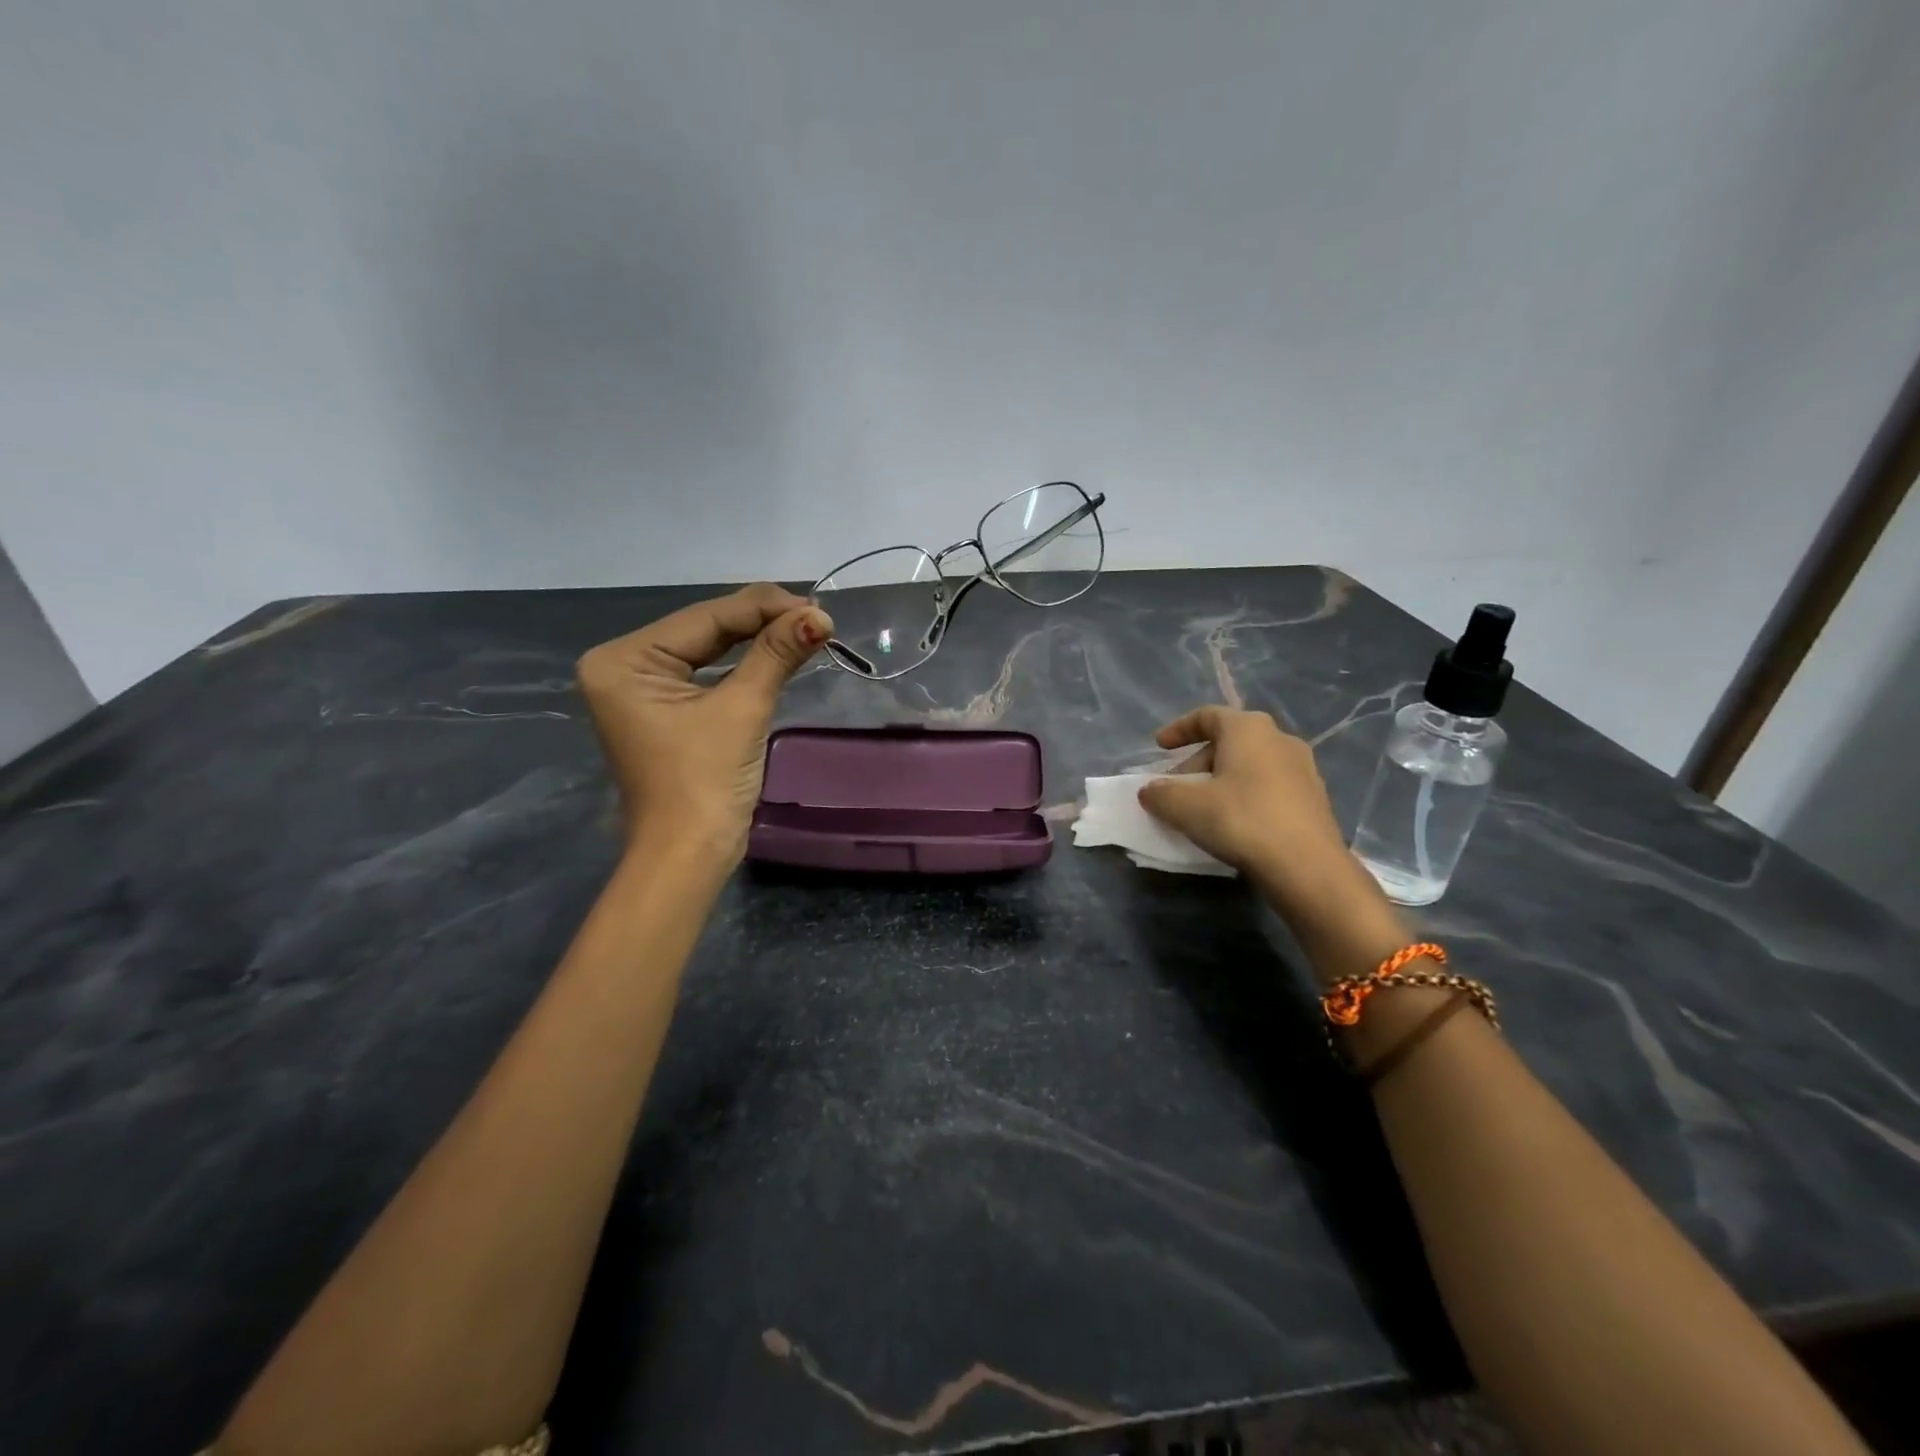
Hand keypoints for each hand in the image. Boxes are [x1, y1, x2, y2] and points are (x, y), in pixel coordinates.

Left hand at [577, 584, 831, 862]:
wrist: (688, 856)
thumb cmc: (705, 782)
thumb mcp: (742, 709)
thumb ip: (776, 654)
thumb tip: (820, 616)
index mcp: (624, 660)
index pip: (705, 618)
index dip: (764, 608)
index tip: (816, 606)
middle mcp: (623, 665)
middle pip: (705, 630)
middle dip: (762, 622)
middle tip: (817, 616)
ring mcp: (641, 688)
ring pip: (709, 649)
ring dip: (758, 640)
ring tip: (807, 628)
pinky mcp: (662, 708)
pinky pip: (707, 673)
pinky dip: (744, 665)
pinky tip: (778, 650)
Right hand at [1138, 707, 1390, 942]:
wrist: (1308, 867)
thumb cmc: (1242, 821)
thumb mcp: (1185, 807)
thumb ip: (1160, 793)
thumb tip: (1150, 790)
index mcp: (1248, 729)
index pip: (1207, 716)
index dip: (1179, 729)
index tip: (1160, 747)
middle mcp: (1279, 739)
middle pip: (1228, 741)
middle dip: (1196, 762)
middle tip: (1176, 788)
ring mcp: (1303, 769)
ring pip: (1249, 765)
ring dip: (1221, 780)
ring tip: (1201, 808)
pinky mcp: (1314, 798)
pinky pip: (1268, 786)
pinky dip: (1244, 795)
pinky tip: (1233, 823)